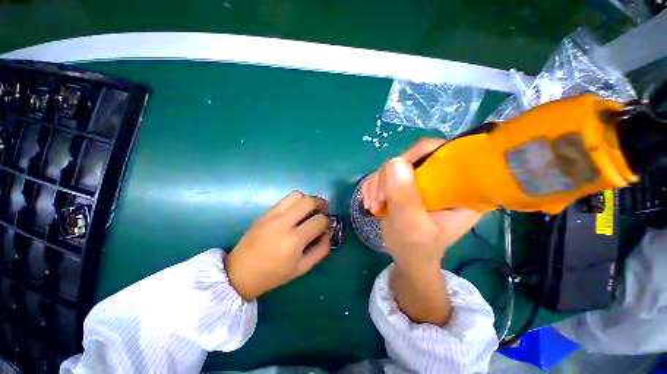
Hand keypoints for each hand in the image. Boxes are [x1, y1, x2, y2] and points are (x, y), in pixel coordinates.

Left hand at [225, 191, 331, 300]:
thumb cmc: (273, 275)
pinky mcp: (264, 213)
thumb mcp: (302, 268)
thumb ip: (320, 250)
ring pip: (296, 195)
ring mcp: (272, 216)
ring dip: (307, 200)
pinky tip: (295, 213)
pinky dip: (294, 202)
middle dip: (320, 203)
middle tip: (323, 209)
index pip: (319, 220)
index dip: (327, 221)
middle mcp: (283, 223)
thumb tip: (328, 234)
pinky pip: (284, 200)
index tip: (326, 226)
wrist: (239, 273)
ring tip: (309, 209)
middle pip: (308, 201)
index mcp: (294, 240)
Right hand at [362, 138, 480, 271]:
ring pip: (393, 166)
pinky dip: (373, 187)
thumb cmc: (415, 249)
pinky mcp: (406, 184)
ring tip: (374, 206)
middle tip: (378, 201)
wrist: (407, 257)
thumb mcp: (412, 228)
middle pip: (411, 158)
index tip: (393, 176)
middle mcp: (443, 180)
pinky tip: (372, 202)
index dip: (417, 155)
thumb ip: (405, 198)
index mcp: (460, 190)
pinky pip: (384, 174)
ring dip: (377, 185)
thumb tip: (395, 162)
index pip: (444, 153)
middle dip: (387, 178)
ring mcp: (422, 181)